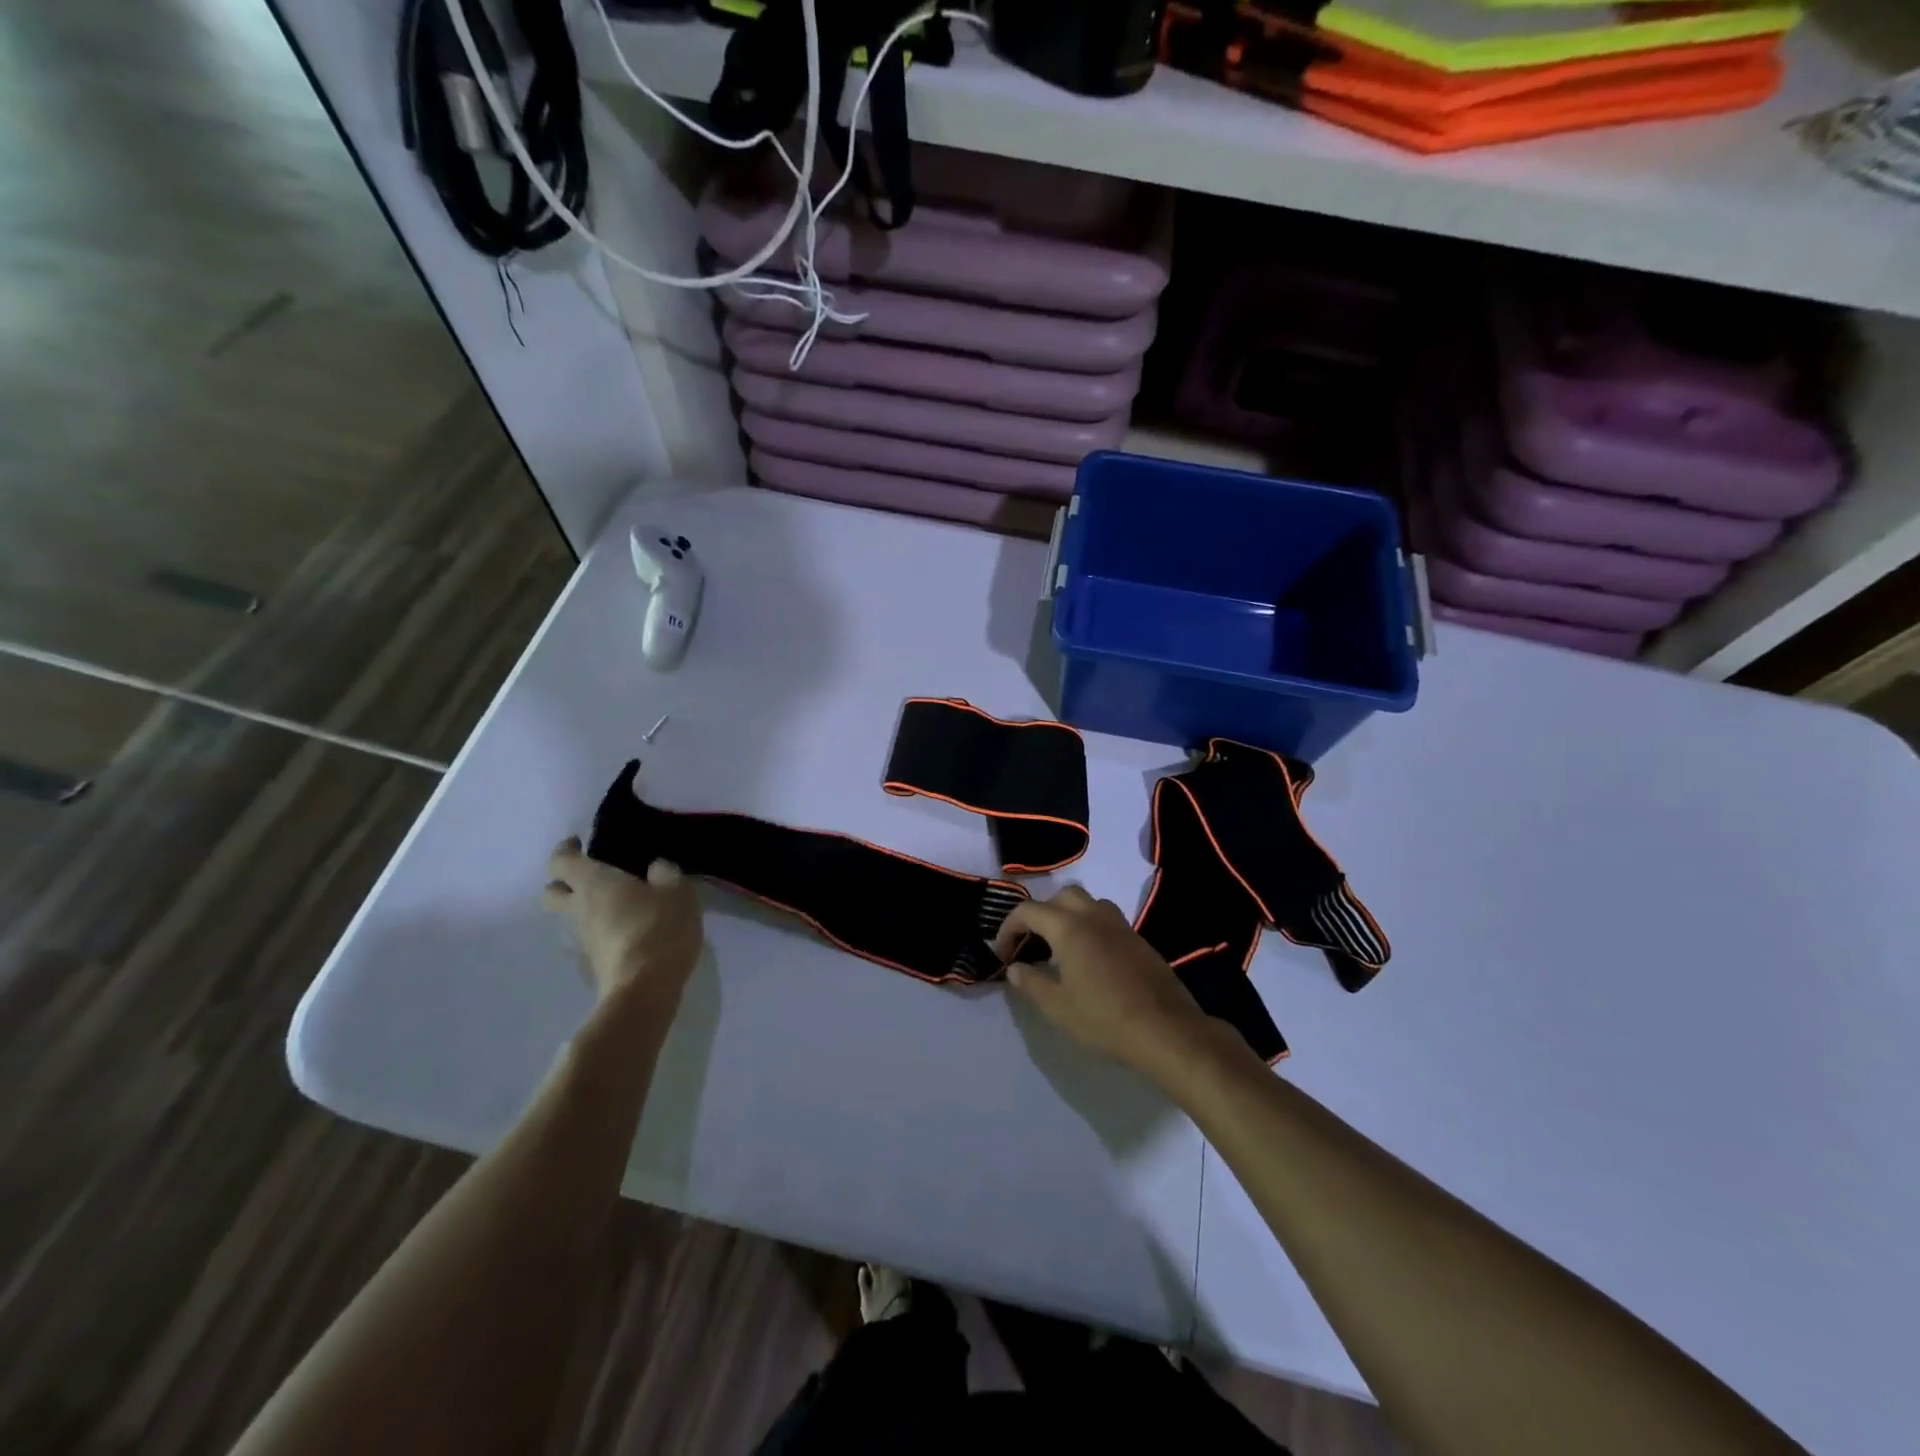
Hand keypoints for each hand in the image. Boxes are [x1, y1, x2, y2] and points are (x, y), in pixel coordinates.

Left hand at [543, 838, 702, 1010]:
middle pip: (551, 892)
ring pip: (567, 919)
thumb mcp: (677, 891)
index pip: (560, 860)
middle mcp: (577, 909)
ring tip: (617, 907)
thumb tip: (656, 868)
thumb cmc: (658, 927)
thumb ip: (665, 873)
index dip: (567, 849)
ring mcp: (579, 941)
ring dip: (583, 910)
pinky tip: (625, 934)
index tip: (582, 844)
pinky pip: (586, 941)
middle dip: (565, 882)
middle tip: (593, 877)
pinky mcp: (589, 966)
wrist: (644, 988)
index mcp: (592, 882)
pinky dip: (599, 933)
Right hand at [992, 885, 1214, 1081]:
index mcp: (1069, 927)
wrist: (1166, 1030)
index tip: (1003, 954)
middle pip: (1061, 896)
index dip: (1008, 928)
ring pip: (1088, 903)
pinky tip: (1089, 960)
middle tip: (1032, 944)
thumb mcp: (1057, 1006)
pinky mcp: (1138, 939)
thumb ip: (1031, 982)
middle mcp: (1094, 915)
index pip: (1028, 910)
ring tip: (1059, 948)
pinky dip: (1089, 927)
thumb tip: (1015, 967)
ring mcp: (1120, 925)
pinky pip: (1106, 919)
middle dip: (1040, 913)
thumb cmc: (1104, 1019)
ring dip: (1068, 915)